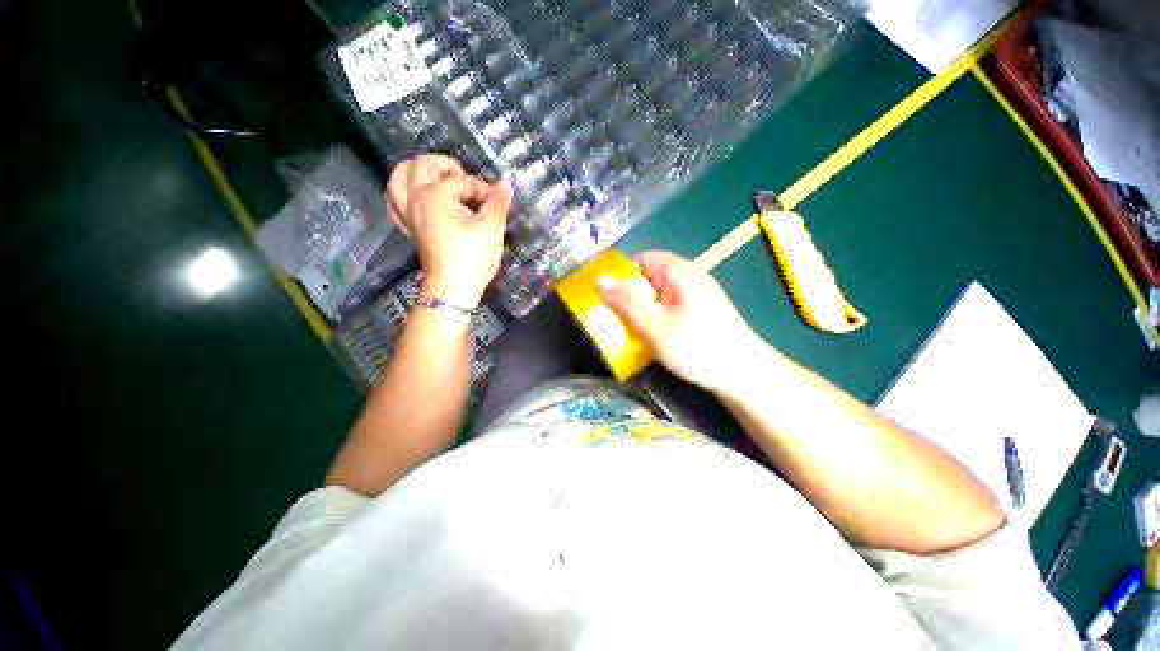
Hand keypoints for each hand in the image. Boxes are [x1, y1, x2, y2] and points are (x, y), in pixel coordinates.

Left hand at [386, 157, 512, 307]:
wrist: (453, 289)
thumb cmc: (473, 257)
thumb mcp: (491, 228)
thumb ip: (498, 202)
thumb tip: (505, 183)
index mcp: (434, 194)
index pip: (464, 180)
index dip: (485, 191)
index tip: (498, 206)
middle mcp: (415, 199)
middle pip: (422, 166)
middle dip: (446, 166)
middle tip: (465, 179)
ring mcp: (408, 214)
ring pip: (399, 180)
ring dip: (416, 172)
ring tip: (436, 177)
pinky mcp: (410, 229)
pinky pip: (396, 203)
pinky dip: (404, 193)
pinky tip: (417, 196)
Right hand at [597, 251, 761, 392]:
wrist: (744, 376)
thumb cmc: (698, 347)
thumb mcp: (656, 325)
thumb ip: (627, 302)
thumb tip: (600, 278)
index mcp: (679, 272)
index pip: (642, 259)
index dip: (622, 275)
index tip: (610, 299)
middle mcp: (688, 278)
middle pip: (649, 277)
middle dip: (631, 296)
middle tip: (619, 319)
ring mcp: (696, 295)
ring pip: (658, 295)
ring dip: (643, 310)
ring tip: (633, 330)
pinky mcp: (701, 312)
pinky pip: (670, 307)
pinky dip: (657, 318)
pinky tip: (654, 337)